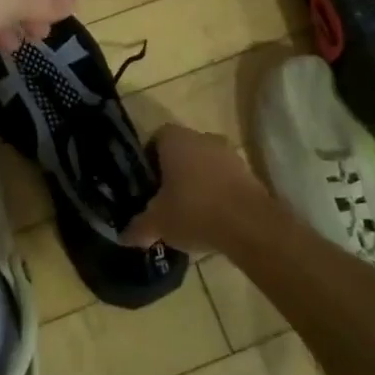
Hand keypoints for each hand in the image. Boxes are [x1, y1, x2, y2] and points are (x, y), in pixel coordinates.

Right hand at [125, 125, 266, 250]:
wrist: (250, 225)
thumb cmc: (194, 211)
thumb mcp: (157, 223)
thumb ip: (139, 227)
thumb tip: (124, 236)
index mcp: (175, 139)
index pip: (155, 139)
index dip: (148, 160)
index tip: (146, 184)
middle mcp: (202, 138)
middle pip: (181, 151)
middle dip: (173, 172)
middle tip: (163, 199)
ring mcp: (229, 154)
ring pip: (204, 165)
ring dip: (197, 182)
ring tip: (187, 212)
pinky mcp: (249, 173)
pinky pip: (224, 179)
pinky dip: (217, 193)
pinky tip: (211, 218)